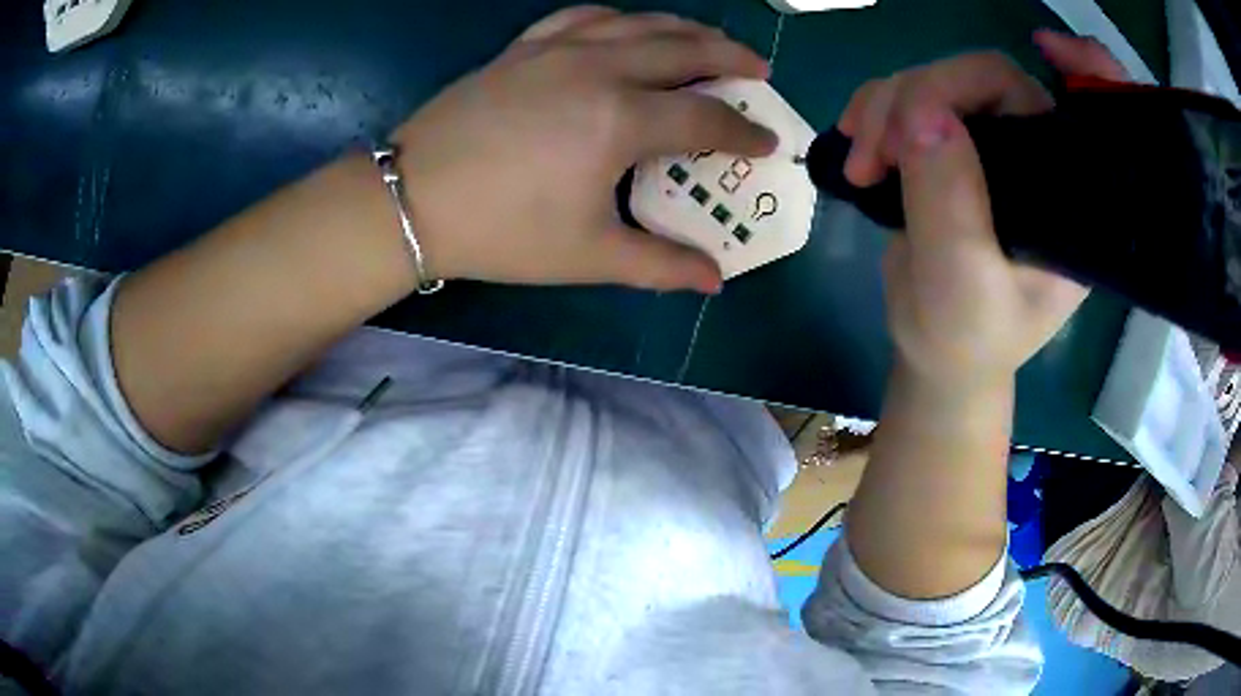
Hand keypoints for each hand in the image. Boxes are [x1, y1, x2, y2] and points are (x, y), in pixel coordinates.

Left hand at [391, 6, 776, 293]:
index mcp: (619, 119)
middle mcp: (597, 69)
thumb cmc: (502, 232)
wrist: (413, 200)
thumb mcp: (588, 254)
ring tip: (709, 40)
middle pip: (682, 49)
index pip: (704, 120)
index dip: (743, 133)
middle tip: (757, 70)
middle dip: (730, 59)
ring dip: (683, 28)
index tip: (767, 141)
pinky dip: (618, 18)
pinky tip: (627, 26)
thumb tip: (714, 281)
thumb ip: (660, 264)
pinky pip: (582, 17)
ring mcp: (557, 50)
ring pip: (637, 23)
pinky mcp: (523, 48)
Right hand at [838, 33, 1127, 388]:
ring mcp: (989, 146)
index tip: (1046, 45)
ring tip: (863, 166)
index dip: (1084, 70)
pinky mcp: (949, 143)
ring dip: (884, 107)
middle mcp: (1036, 159)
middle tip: (878, 152)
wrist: (933, 346)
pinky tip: (857, 149)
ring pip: (937, 80)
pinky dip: (873, 111)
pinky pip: (908, 97)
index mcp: (1065, 197)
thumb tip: (920, 115)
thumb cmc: (967, 335)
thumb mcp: (963, 286)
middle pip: (987, 79)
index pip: (1077, 114)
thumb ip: (951, 204)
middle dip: (921, 96)